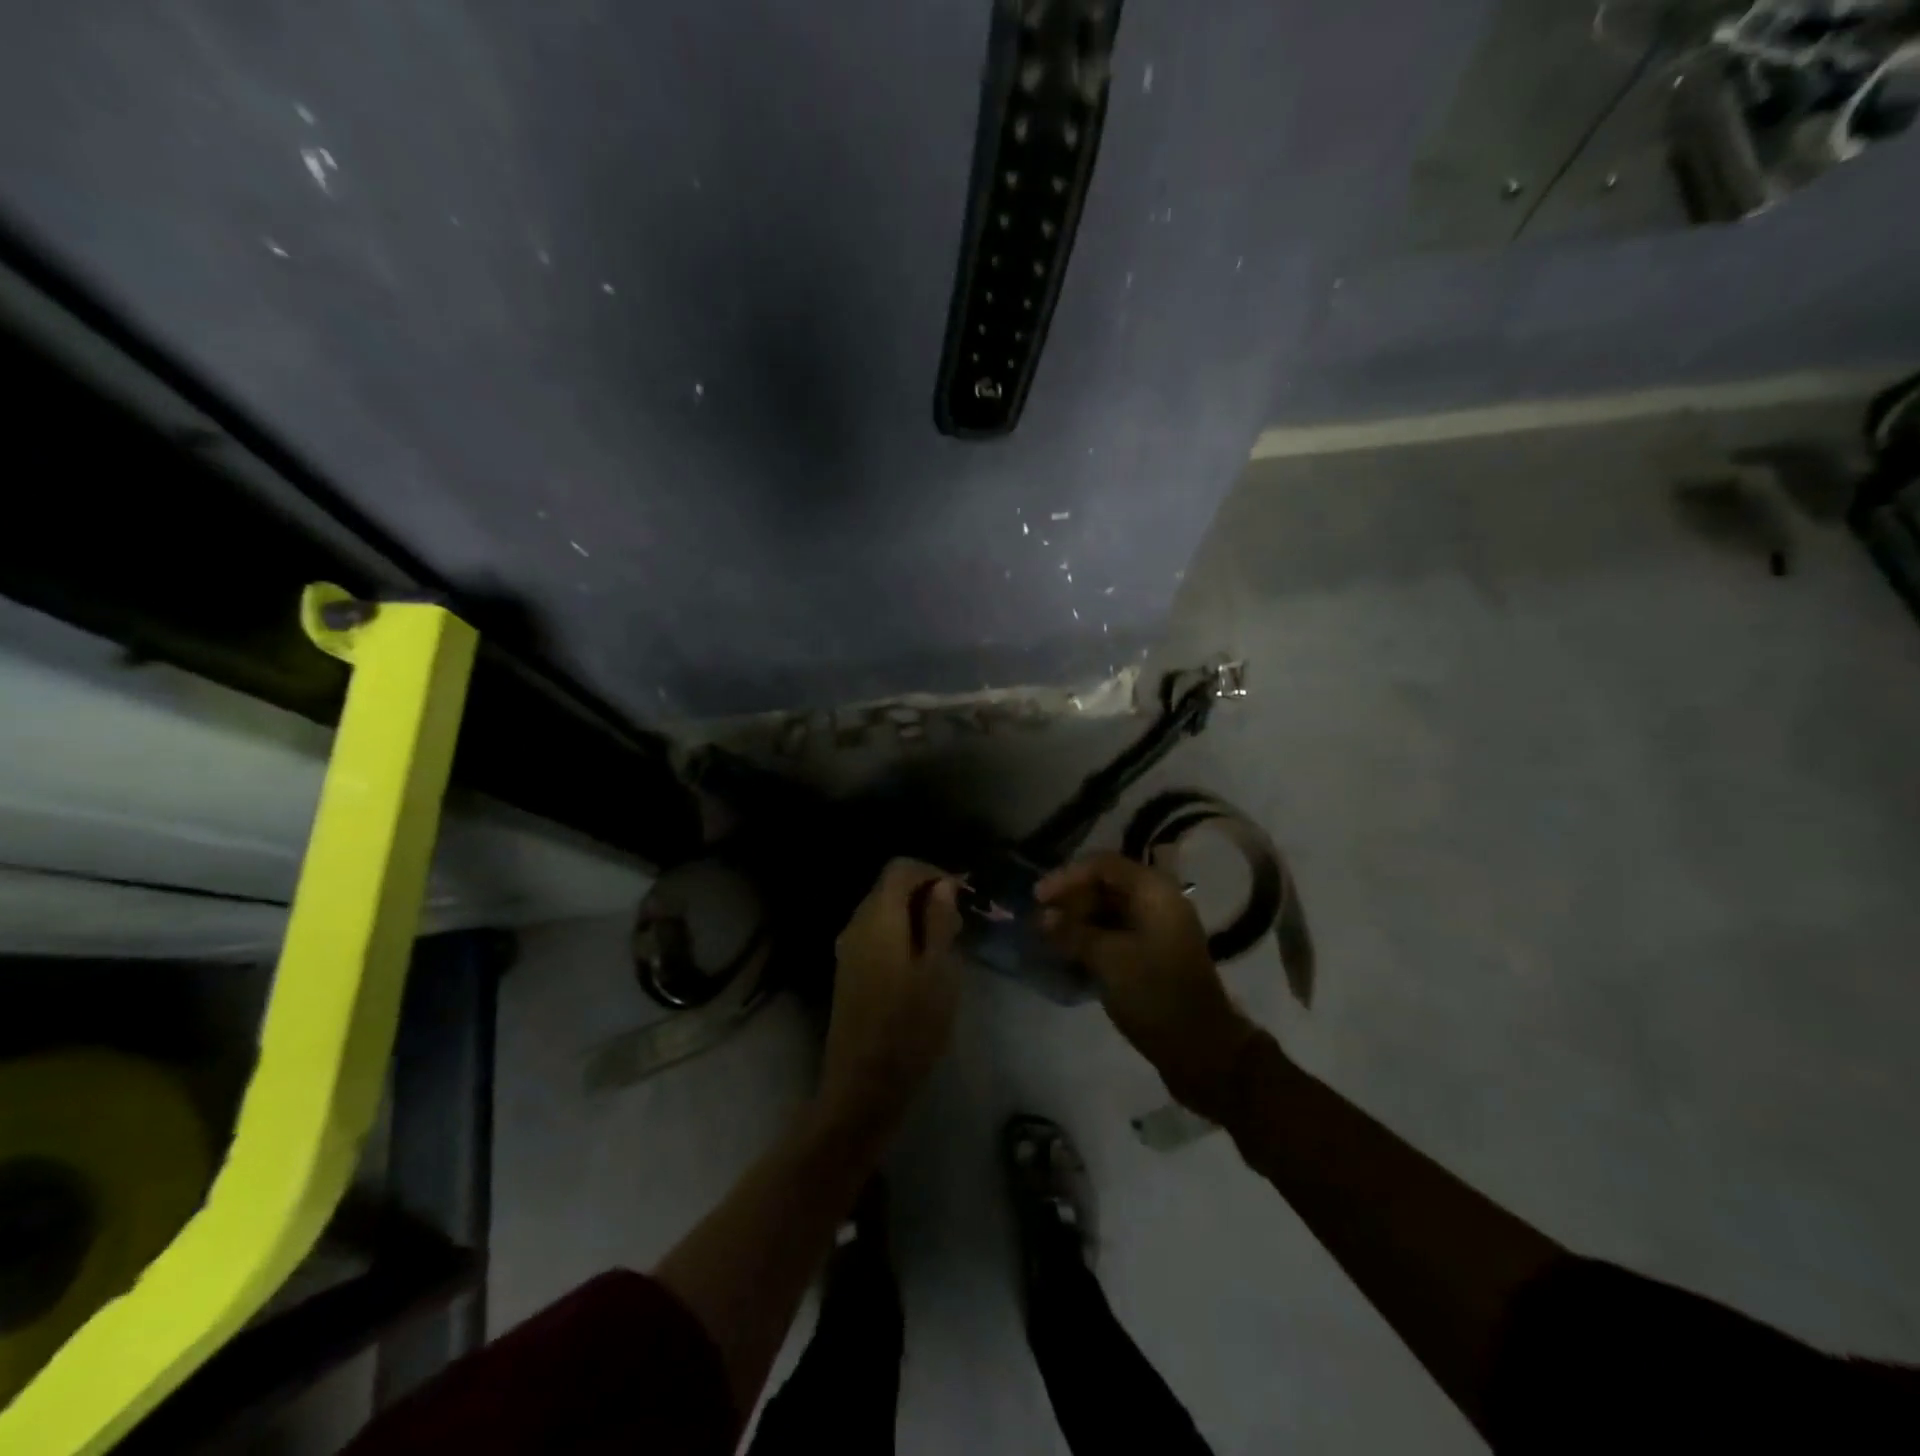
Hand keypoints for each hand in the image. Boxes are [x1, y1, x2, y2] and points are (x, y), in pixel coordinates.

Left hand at [819, 859, 963, 1138]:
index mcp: (878, 918)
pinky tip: (922, 964)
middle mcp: (856, 925)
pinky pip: (876, 935)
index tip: (962, 894)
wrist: (863, 1085)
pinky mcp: (848, 972)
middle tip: (959, 922)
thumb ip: (939, 922)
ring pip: (883, 912)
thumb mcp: (939, 972)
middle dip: (925, 894)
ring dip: (915, 916)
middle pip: (889, 888)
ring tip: (946, 944)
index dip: (932, 872)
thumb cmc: (910, 1026)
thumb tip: (942, 886)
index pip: (900, 869)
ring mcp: (848, 949)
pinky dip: (901, 935)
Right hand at [1037, 852, 1258, 1119]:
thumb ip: (1072, 932)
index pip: (1102, 865)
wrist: (1201, 1048)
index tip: (1037, 898)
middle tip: (1042, 921)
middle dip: (1072, 898)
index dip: (1066, 876)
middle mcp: (1160, 901)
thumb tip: (1041, 918)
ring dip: (1080, 919)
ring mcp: (1160, 928)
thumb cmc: (1154, 993)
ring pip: (1111, 909)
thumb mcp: (1107, 959)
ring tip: (1050, 937)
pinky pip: (1119, 931)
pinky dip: (1094, 937)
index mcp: (1154, 891)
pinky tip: (1071, 953)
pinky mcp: (1156, 953)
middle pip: (1107, 884)